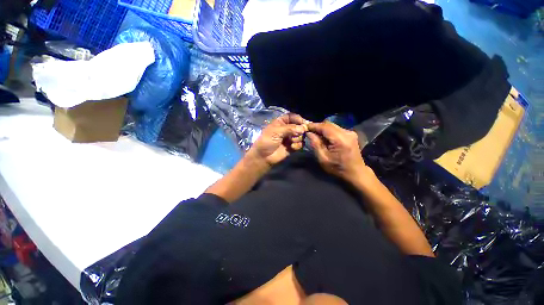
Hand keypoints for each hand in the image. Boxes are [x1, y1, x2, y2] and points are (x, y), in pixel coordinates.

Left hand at [247, 113, 308, 166]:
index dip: (298, 119)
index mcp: (281, 122)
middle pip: (299, 126)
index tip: (302, 123)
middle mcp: (287, 129)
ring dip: (298, 138)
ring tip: (291, 141)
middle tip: (297, 134)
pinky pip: (300, 144)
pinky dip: (298, 145)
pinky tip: (292, 147)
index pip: (292, 117)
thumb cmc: (267, 141)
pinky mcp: (293, 147)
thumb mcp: (276, 131)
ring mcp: (290, 138)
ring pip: (301, 135)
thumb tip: (303, 128)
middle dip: (300, 130)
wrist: (264, 156)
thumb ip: (290, 128)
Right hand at [307, 122, 370, 183]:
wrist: (356, 172)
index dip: (314, 125)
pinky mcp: (350, 134)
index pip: (325, 127)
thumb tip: (309, 133)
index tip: (305, 127)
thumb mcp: (323, 159)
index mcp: (341, 140)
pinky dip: (328, 131)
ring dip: (322, 129)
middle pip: (329, 124)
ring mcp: (350, 132)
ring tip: (315, 134)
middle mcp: (347, 133)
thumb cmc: (338, 168)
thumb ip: (316, 144)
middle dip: (317, 126)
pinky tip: (324, 137)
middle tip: (308, 131)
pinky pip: (336, 129)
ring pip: (332, 125)